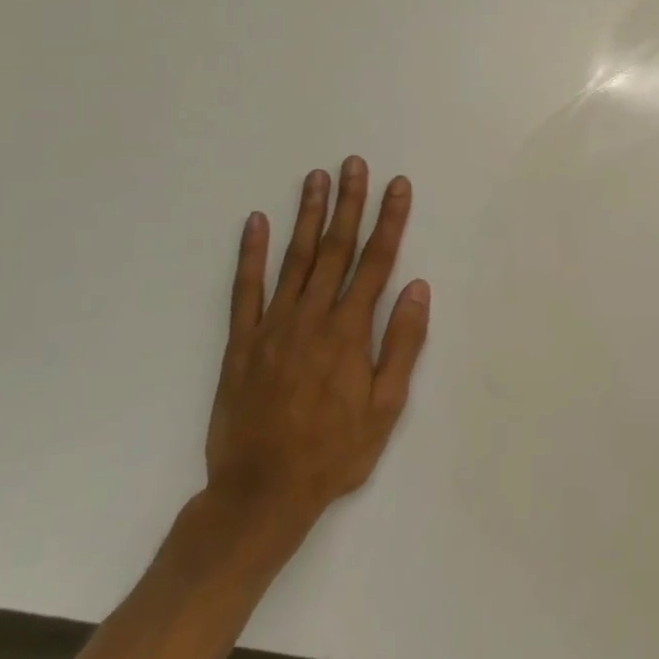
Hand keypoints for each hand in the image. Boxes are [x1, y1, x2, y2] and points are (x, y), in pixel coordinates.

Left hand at [204, 159, 429, 555]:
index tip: (398, 186)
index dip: (390, 220)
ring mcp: (272, 327)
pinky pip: (244, 290)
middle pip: (335, 249)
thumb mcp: (386, 407)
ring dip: (307, 215)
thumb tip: (417, 288)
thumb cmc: (334, 451)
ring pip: (293, 259)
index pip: (376, 262)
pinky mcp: (241, 343)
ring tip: (315, 178)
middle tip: (353, 164)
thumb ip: (402, 343)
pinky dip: (250, 254)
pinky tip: (255, 222)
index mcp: (350, 332)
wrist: (260, 494)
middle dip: (348, 203)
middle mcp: (312, 318)